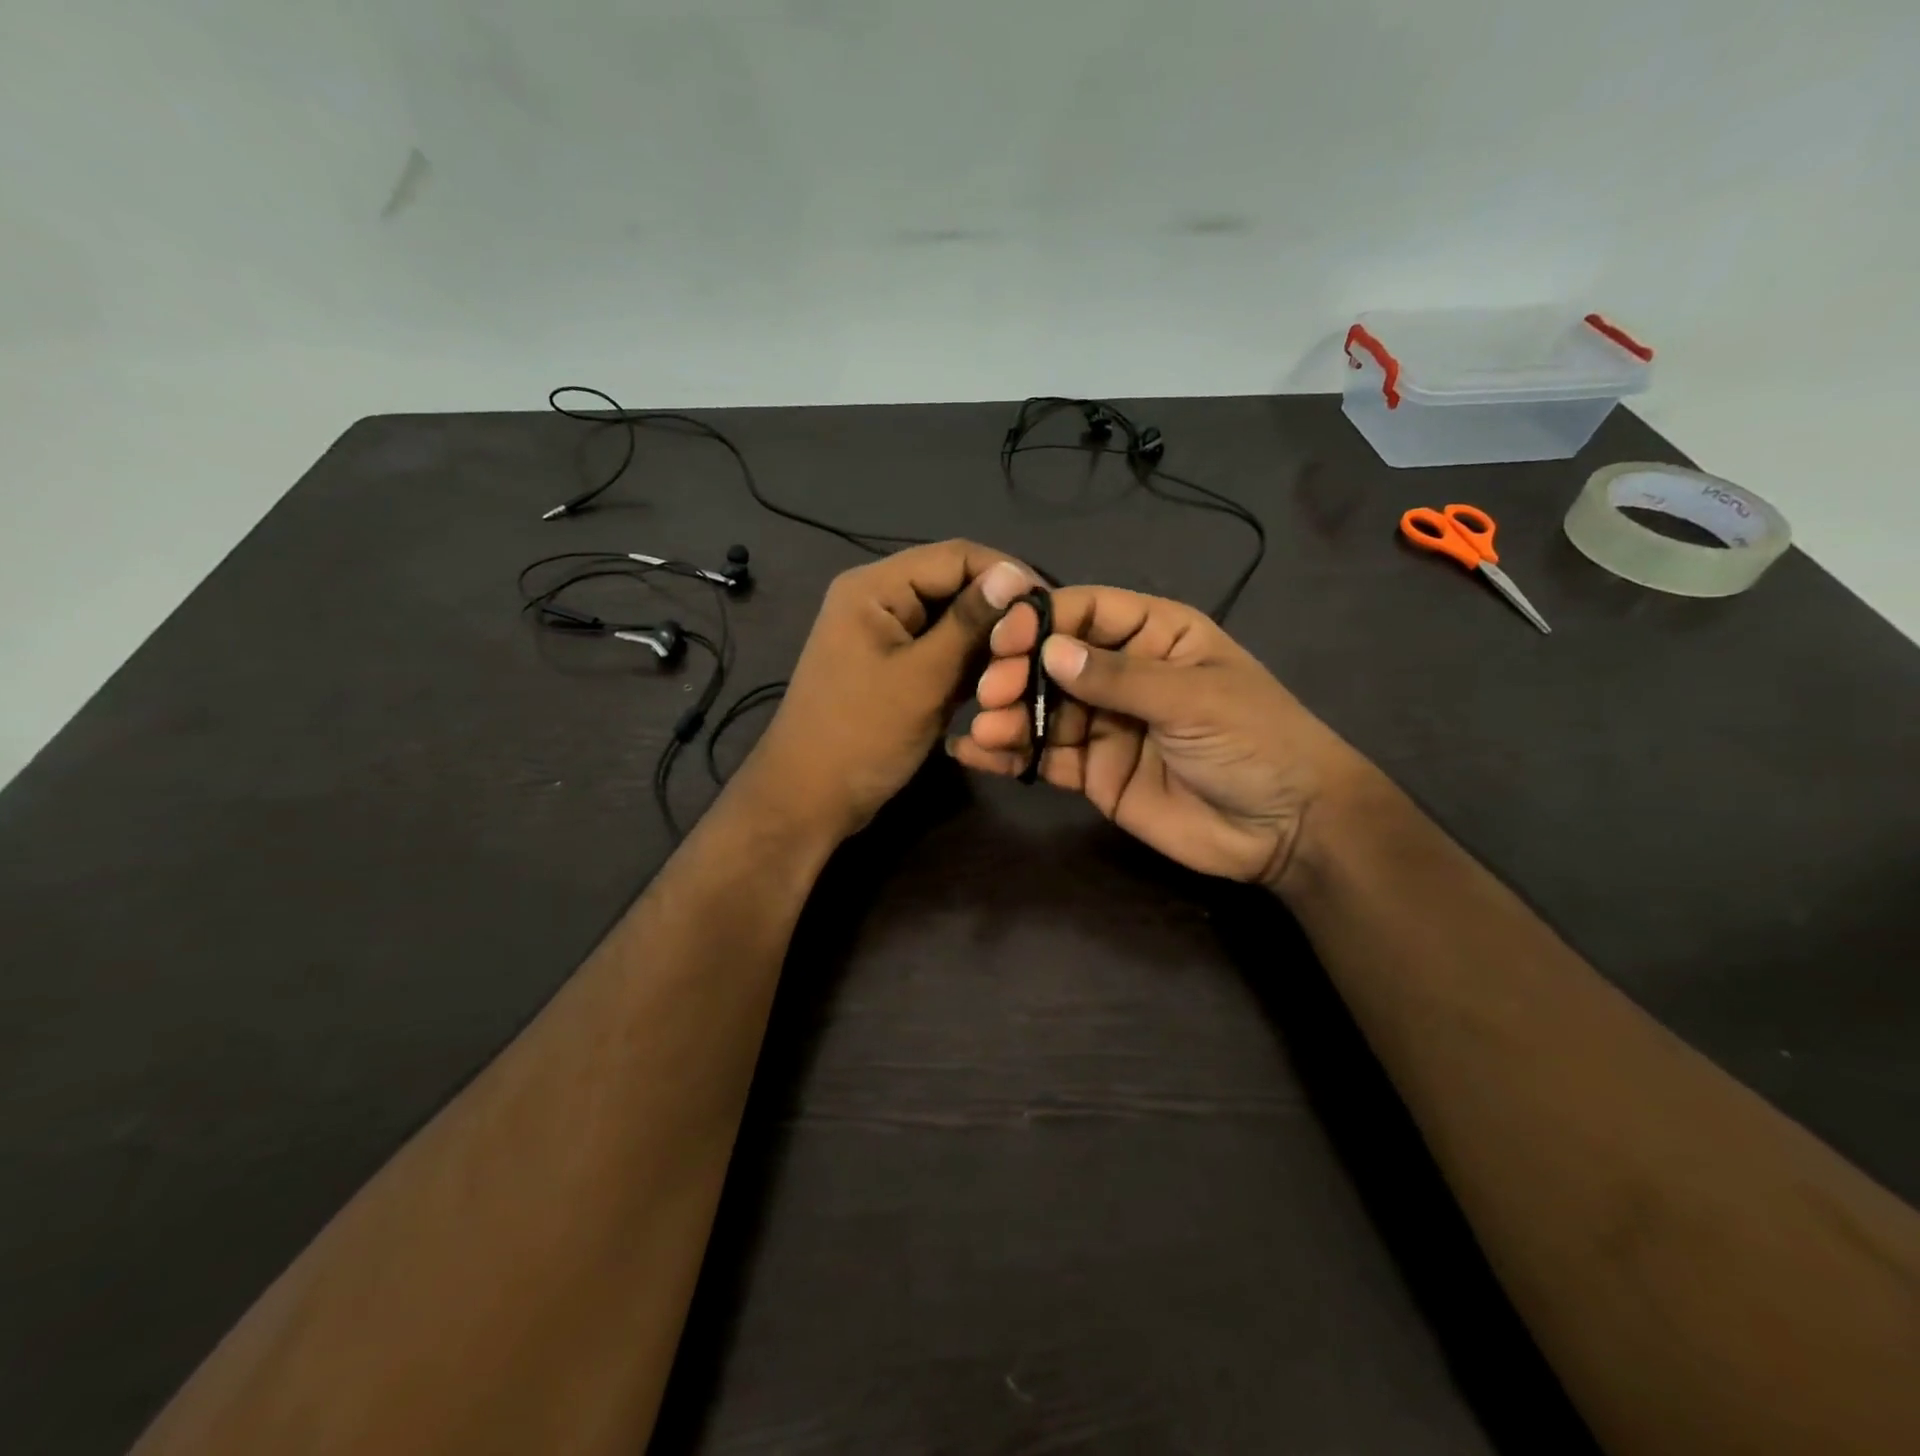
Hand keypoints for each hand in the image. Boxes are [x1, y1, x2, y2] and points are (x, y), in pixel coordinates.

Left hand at [742, 541, 1033, 841]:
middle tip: (1043, 643)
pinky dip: (968, 662)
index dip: (1006, 575)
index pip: (955, 556)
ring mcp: (884, 634)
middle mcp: (878, 599)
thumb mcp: (922, 678)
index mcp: (874, 587)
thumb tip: (1013, 575)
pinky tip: (999, 679)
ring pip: (950, 621)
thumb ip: (968, 624)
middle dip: (998, 611)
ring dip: (987, 640)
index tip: (1051, 607)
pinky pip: (939, 650)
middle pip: (953, 586)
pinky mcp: (893, 666)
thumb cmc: (862, 736)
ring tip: (1027, 664)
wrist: (809, 799)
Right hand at [950, 586, 1367, 890]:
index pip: (1087, 611)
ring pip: (1042, 710)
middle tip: (990, 692)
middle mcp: (1123, 673)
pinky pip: (1044, 757)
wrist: (1286, 829)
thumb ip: (1120, 677)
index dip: (1043, 619)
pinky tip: (975, 754)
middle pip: (1054, 660)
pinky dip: (1009, 754)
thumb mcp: (1193, 698)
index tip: (1005, 639)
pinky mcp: (1093, 773)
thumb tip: (1049, 652)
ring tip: (984, 729)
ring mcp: (1105, 724)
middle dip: (1017, 671)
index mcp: (1156, 635)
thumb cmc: (1255, 742)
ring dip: (1007, 716)